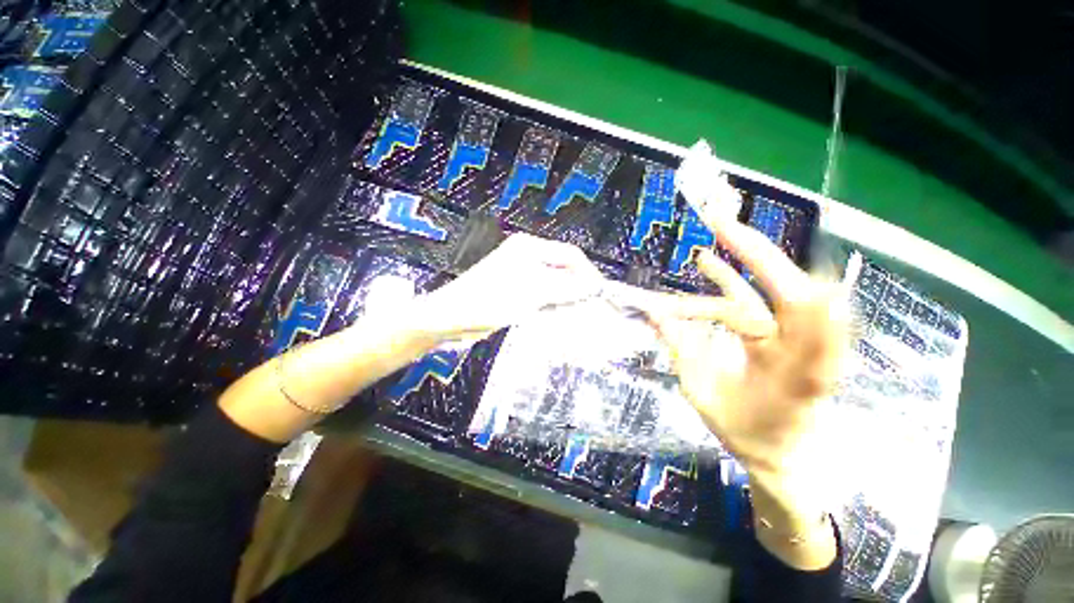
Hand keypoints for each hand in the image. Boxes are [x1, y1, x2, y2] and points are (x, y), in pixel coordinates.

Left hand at [417, 233, 604, 341]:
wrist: (453, 317)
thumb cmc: (492, 299)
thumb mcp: (533, 291)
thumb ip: (567, 287)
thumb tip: (595, 286)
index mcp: (530, 247)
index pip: (570, 254)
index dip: (587, 272)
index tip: (600, 293)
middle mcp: (527, 256)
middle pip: (562, 267)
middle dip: (577, 284)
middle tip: (590, 304)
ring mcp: (520, 274)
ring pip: (553, 282)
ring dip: (566, 295)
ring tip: (578, 310)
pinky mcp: (515, 290)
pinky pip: (542, 294)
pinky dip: (552, 302)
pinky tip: (558, 313)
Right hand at [647, 208, 849, 485]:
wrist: (782, 453)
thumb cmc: (746, 432)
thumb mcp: (704, 395)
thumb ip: (682, 352)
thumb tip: (655, 313)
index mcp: (795, 367)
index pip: (794, 312)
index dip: (770, 275)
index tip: (736, 244)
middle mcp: (805, 346)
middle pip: (791, 287)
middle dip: (756, 252)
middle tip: (722, 223)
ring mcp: (796, 337)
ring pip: (775, 289)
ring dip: (748, 259)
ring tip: (718, 230)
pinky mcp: (781, 335)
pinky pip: (758, 301)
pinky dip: (734, 280)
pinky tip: (711, 264)